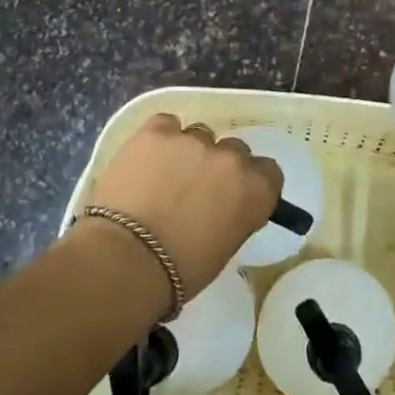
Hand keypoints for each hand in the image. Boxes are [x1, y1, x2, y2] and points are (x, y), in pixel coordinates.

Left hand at [82, 113, 283, 303]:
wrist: (126, 259)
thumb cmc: (180, 270)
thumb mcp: (225, 247)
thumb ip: (234, 216)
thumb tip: (222, 208)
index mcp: (256, 191)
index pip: (268, 172)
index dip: (250, 182)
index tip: (234, 195)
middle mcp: (231, 159)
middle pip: (234, 150)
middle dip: (218, 166)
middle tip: (195, 189)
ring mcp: (193, 140)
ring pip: (199, 135)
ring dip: (188, 152)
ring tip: (163, 176)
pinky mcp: (156, 132)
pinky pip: (166, 123)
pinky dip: (160, 138)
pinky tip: (146, 158)